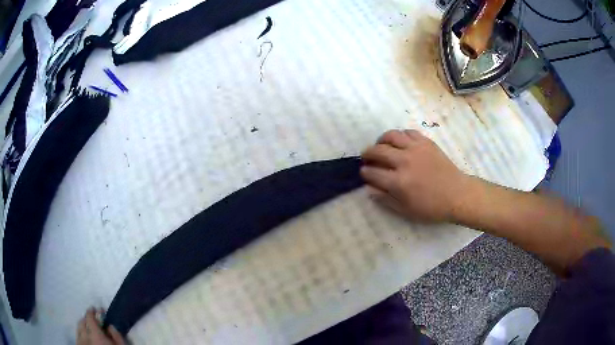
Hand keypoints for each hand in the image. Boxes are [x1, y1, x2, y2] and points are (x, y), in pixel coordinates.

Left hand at [77, 308, 124, 344]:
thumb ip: (116, 335)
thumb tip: (110, 325)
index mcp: (94, 334)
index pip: (89, 316)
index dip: (92, 311)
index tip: (96, 310)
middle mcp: (84, 336)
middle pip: (82, 321)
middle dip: (87, 318)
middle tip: (94, 320)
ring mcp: (80, 342)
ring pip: (78, 329)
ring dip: (83, 326)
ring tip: (89, 329)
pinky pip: (77, 337)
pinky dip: (81, 334)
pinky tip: (87, 338)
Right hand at [361, 129, 469, 222]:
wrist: (457, 194)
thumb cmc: (431, 207)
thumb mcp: (406, 211)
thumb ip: (385, 199)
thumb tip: (369, 188)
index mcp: (398, 182)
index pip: (372, 172)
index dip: (364, 172)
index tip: (364, 173)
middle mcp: (404, 161)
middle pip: (378, 150)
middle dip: (367, 153)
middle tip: (366, 157)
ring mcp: (416, 149)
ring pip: (391, 135)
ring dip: (381, 140)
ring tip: (380, 145)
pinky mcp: (426, 142)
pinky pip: (408, 132)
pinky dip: (400, 135)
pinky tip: (399, 142)